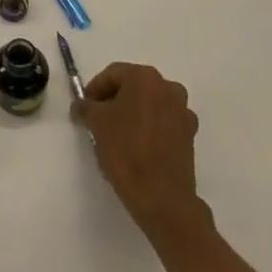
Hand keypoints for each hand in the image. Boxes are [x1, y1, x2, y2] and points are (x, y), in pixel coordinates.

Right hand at [75, 63, 209, 242]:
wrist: (162, 197)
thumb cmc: (126, 150)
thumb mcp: (96, 123)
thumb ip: (85, 107)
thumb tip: (81, 105)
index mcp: (145, 78)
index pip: (113, 74)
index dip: (95, 88)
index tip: (84, 107)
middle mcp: (168, 88)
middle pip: (134, 86)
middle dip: (114, 100)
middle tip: (97, 119)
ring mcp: (183, 112)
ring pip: (150, 105)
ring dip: (132, 114)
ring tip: (116, 135)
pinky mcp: (190, 135)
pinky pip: (163, 123)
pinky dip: (149, 128)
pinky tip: (136, 147)